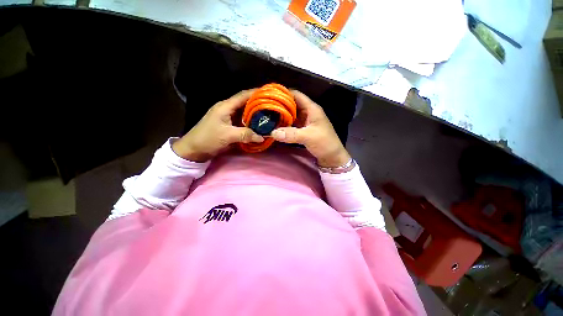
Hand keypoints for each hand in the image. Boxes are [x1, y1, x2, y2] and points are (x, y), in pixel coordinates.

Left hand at [172, 90, 263, 161]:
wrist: (194, 149)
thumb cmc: (208, 138)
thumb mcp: (227, 136)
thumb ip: (245, 135)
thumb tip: (262, 137)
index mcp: (225, 106)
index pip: (243, 95)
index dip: (255, 92)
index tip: (268, 92)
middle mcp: (227, 109)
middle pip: (245, 102)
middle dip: (258, 103)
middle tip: (271, 106)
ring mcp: (227, 117)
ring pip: (244, 112)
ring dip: (254, 113)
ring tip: (267, 115)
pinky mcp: (228, 125)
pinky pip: (242, 121)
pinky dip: (250, 122)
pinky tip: (257, 125)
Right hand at [271, 90, 350, 167]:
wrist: (332, 156)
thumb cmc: (325, 143)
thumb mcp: (308, 137)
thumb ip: (291, 134)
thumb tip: (272, 132)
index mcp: (311, 108)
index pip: (296, 95)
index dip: (283, 93)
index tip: (269, 96)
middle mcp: (307, 112)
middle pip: (291, 104)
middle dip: (279, 105)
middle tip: (265, 107)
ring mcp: (305, 121)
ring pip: (291, 114)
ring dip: (281, 115)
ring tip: (267, 116)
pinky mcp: (303, 129)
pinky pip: (291, 124)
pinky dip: (284, 124)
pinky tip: (275, 126)